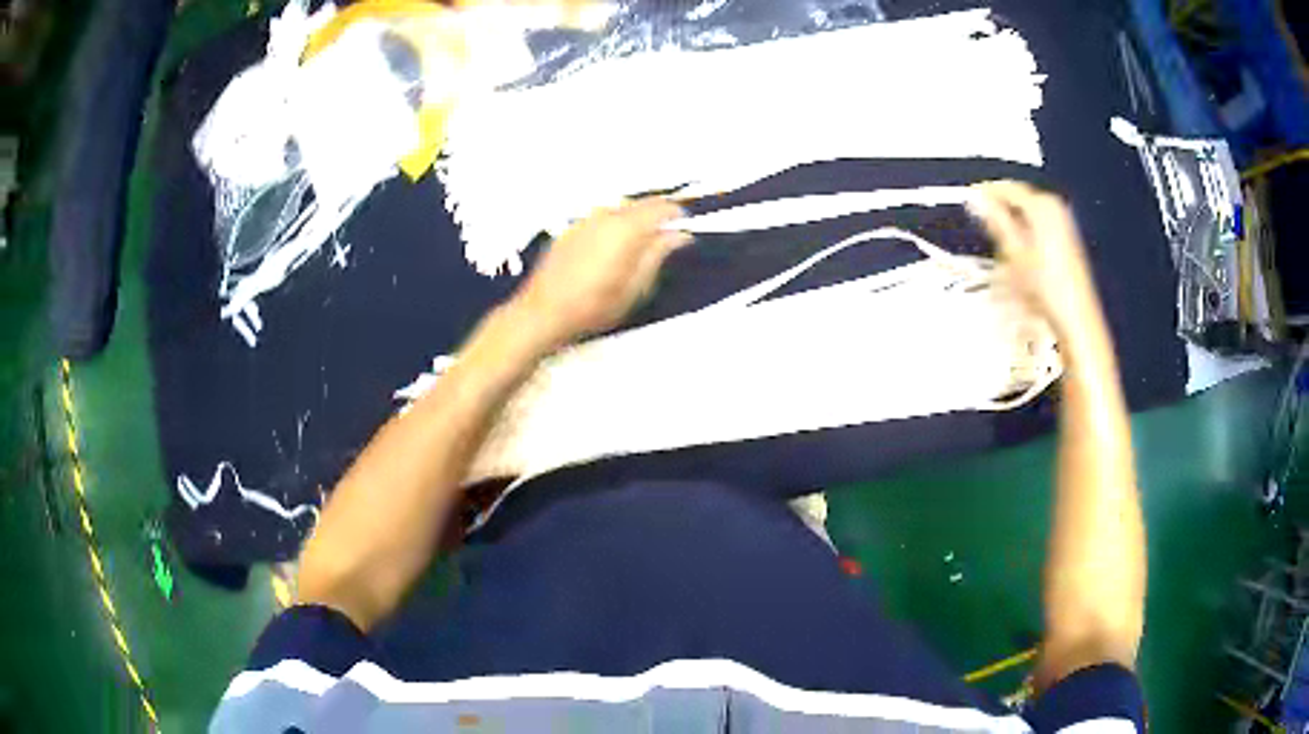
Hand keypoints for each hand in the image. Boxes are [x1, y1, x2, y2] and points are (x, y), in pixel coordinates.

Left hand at [510, 197, 690, 348]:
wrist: (543, 312)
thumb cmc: (594, 306)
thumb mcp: (636, 288)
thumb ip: (658, 255)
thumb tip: (680, 234)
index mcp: (626, 228)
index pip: (661, 207)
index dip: (677, 214)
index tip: (685, 227)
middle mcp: (606, 215)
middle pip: (640, 204)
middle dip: (657, 215)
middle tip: (666, 237)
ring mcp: (585, 220)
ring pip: (620, 209)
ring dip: (635, 219)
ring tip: (640, 244)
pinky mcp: (570, 229)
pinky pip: (601, 218)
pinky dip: (614, 225)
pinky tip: (611, 248)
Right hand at [968, 181, 1101, 339]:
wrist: (1075, 317)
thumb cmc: (1046, 285)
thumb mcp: (1014, 251)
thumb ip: (995, 219)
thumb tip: (975, 198)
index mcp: (1042, 204)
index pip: (1007, 187)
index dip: (985, 193)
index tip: (969, 199)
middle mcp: (1055, 207)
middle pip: (1019, 198)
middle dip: (999, 207)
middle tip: (981, 221)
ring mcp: (1063, 222)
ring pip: (1028, 212)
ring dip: (1011, 221)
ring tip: (997, 238)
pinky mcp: (1066, 238)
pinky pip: (1038, 223)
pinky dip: (1025, 230)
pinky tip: (1018, 249)